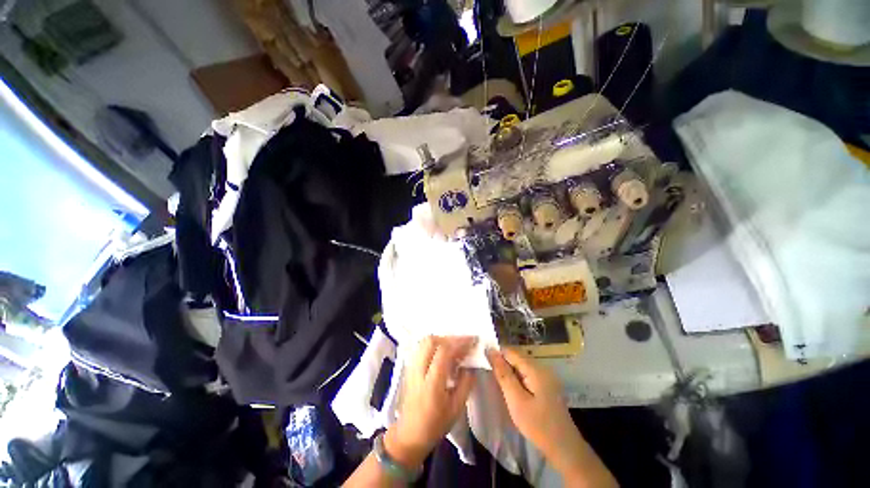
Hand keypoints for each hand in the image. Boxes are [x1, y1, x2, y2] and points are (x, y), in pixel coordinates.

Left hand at [385, 336, 476, 469]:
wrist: (409, 434)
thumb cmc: (435, 424)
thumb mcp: (456, 408)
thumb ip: (466, 383)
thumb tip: (471, 364)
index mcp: (431, 384)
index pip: (444, 352)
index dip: (459, 343)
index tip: (473, 341)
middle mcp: (418, 371)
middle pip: (431, 341)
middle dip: (450, 338)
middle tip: (463, 343)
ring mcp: (411, 367)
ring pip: (425, 341)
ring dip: (442, 340)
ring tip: (454, 347)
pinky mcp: (409, 366)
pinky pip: (421, 347)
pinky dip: (434, 344)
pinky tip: (443, 353)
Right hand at [485, 347, 580, 463]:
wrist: (565, 449)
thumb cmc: (538, 425)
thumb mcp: (516, 399)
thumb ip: (503, 373)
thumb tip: (490, 350)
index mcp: (535, 369)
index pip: (510, 351)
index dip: (495, 353)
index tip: (481, 359)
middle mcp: (542, 368)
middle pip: (516, 358)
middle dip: (501, 362)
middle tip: (486, 372)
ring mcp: (546, 377)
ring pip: (520, 367)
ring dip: (508, 371)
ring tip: (495, 380)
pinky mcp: (546, 387)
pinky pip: (526, 375)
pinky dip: (516, 379)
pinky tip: (510, 389)